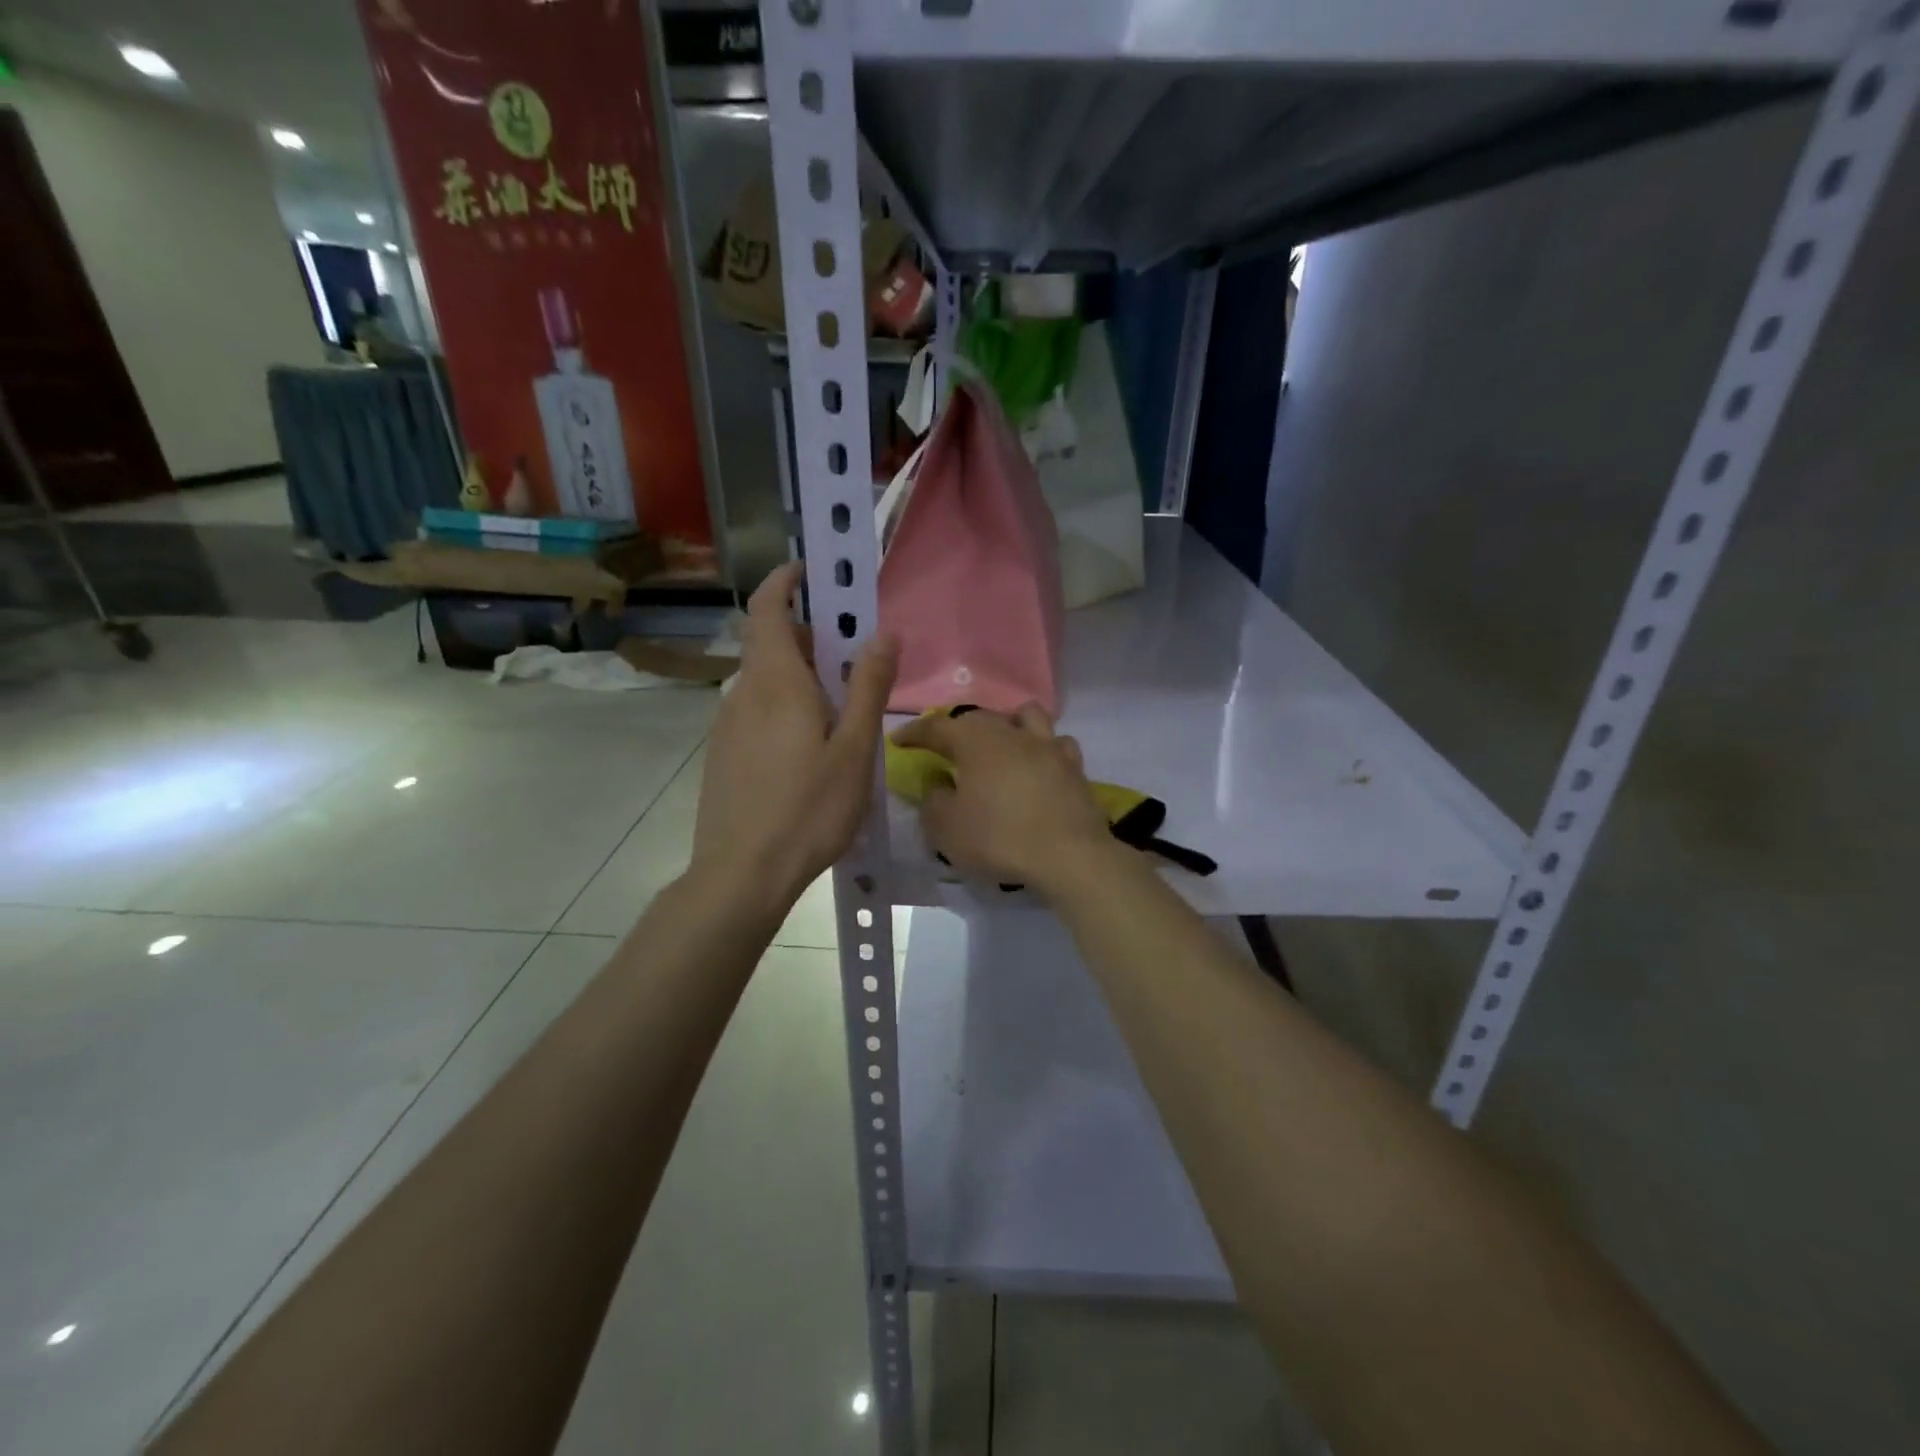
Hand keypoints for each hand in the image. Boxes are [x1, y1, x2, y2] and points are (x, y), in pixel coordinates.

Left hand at [691, 563, 897, 916]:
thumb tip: (885, 632)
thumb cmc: (808, 809)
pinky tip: (808, 754)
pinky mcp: (722, 755)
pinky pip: (756, 712)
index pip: (768, 608)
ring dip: (799, 678)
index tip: (812, 572)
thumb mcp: (854, 748)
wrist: (742, 874)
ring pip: (765, 683)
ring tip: (839, 717)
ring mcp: (727, 726)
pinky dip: (784, 708)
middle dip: (809, 639)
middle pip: (771, 645)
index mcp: (776, 683)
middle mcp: (744, 693)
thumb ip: (869, 686)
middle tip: (853, 662)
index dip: (785, 581)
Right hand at [891, 704, 1114, 898]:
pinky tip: (1038, 765)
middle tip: (947, 747)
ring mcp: (1049, 747)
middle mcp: (1013, 733)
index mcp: (977, 741)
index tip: (899, 740)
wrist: (1069, 855)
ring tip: (1000, 745)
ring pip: (1026, 717)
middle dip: (959, 728)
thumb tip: (938, 785)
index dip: (915, 733)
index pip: (938, 727)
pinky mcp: (1074, 768)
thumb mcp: (946, 828)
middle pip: (982, 718)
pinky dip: (1043, 749)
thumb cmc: (999, 838)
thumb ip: (933, 801)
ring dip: (1008, 725)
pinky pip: (1057, 745)